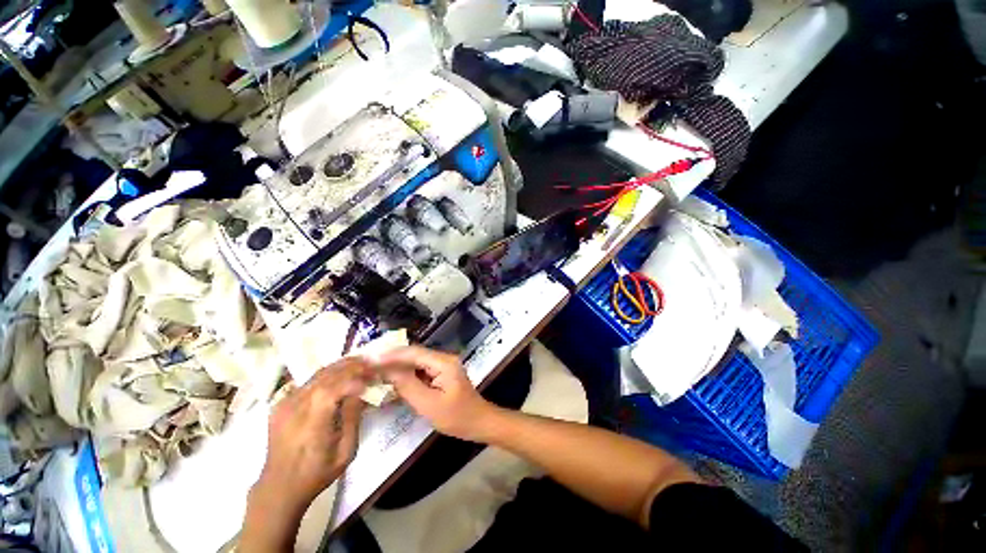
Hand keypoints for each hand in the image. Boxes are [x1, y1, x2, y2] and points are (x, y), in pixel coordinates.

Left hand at [251, 358, 369, 516]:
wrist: (279, 486)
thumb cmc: (317, 473)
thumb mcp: (345, 452)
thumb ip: (353, 419)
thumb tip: (362, 391)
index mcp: (311, 424)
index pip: (331, 389)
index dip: (354, 380)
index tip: (372, 379)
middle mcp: (295, 408)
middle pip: (326, 376)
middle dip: (352, 367)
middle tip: (371, 365)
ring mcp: (285, 403)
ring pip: (317, 374)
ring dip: (341, 366)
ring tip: (360, 364)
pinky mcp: (281, 403)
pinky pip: (309, 381)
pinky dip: (328, 374)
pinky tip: (341, 375)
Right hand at [379, 346, 499, 441]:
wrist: (479, 422)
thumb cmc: (457, 417)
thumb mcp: (429, 404)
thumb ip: (407, 386)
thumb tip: (387, 370)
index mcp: (444, 362)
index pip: (414, 353)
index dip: (391, 355)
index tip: (370, 359)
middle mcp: (444, 358)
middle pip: (414, 355)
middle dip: (392, 359)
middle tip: (369, 364)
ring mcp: (443, 365)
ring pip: (416, 362)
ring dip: (397, 366)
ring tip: (375, 370)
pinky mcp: (441, 373)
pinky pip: (420, 370)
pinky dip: (406, 374)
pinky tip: (392, 379)